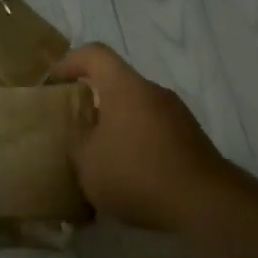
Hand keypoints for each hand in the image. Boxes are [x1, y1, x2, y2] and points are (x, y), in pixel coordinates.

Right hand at [54, 44, 230, 235]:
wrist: (204, 203)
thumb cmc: (137, 173)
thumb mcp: (87, 162)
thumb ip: (76, 140)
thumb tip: (78, 130)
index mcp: (125, 87)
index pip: (95, 54)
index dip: (70, 62)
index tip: (53, 82)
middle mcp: (153, 91)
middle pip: (117, 82)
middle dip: (93, 100)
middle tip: (73, 125)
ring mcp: (177, 114)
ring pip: (136, 109)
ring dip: (116, 125)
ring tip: (99, 156)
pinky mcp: (191, 139)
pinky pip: (154, 131)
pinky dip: (137, 143)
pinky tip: (128, 175)